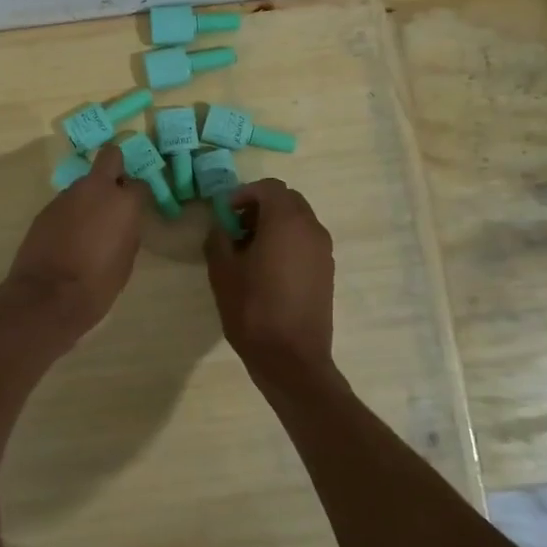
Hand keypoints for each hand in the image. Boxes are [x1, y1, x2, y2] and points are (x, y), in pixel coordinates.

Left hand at [1, 143, 143, 335]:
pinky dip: (70, 214)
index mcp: (123, 202)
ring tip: (87, 227)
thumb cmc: (97, 284)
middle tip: (114, 193)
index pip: (139, 184)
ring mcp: (67, 196)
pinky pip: (66, 203)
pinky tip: (68, 237)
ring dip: (89, 197)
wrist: (48, 295)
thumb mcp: (126, 260)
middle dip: (115, 167)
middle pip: (110, 157)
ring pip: (84, 184)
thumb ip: (127, 231)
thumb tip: (123, 222)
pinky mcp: (46, 208)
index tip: (135, 209)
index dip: (138, 196)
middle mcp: (95, 189)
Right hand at [205, 179, 336, 393]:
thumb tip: (221, 225)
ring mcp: (323, 250)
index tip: (226, 214)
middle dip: (260, 207)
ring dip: (274, 224)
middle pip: (287, 200)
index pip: (269, 187)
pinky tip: (267, 269)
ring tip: (249, 251)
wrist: (292, 359)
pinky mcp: (326, 271)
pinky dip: (287, 242)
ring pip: (298, 220)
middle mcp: (311, 228)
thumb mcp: (222, 271)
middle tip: (236, 229)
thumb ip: (219, 238)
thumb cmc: (253, 310)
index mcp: (286, 221)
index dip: (244, 194)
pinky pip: (306, 241)